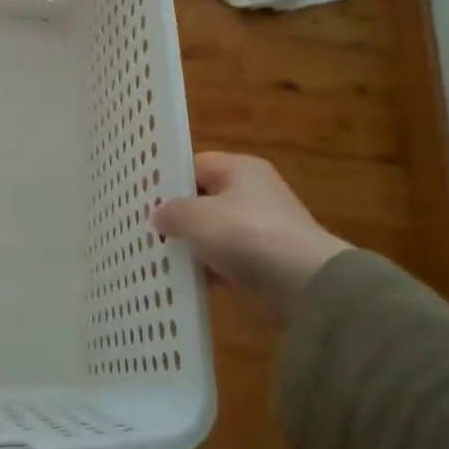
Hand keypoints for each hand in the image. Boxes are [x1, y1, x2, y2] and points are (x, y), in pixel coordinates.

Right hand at [152, 153, 350, 307]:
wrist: (307, 284)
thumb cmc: (247, 236)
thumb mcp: (198, 218)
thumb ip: (172, 212)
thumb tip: (159, 215)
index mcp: (238, 168)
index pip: (193, 165)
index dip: (167, 181)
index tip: (141, 201)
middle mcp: (252, 191)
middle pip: (203, 198)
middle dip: (177, 216)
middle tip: (145, 230)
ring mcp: (261, 226)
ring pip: (214, 231)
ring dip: (192, 245)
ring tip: (157, 258)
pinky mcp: (266, 258)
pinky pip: (227, 257)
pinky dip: (209, 268)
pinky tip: (185, 281)